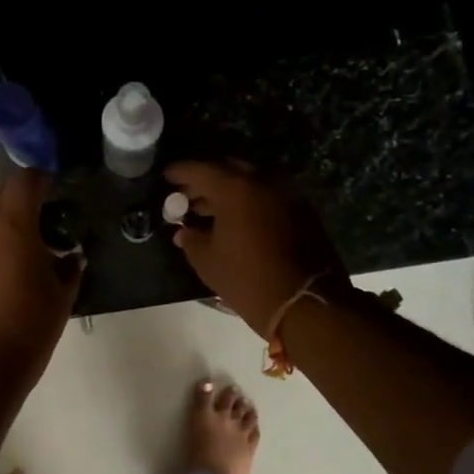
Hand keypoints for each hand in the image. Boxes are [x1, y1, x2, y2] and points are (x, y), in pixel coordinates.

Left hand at [0, 170, 82, 375]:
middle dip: (20, 196)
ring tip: (28, 240)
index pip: (23, 183)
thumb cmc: (29, 325)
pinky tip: (9, 267)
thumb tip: (71, 257)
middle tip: (45, 211)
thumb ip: (68, 269)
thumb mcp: (61, 296)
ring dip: (3, 218)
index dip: (40, 178)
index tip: (55, 184)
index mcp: (12, 226)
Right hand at [165, 161, 346, 336]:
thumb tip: (184, 231)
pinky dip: (248, 202)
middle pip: (229, 170)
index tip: (166, 176)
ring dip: (228, 192)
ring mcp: (287, 195)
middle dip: (206, 180)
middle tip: (188, 195)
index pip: (201, 170)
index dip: (181, 172)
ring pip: (251, 182)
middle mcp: (264, 182)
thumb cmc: (248, 280)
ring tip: (207, 211)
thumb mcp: (208, 262)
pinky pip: (267, 196)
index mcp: (236, 189)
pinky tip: (236, 221)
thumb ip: (191, 239)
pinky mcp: (302, 211)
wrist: (306, 304)